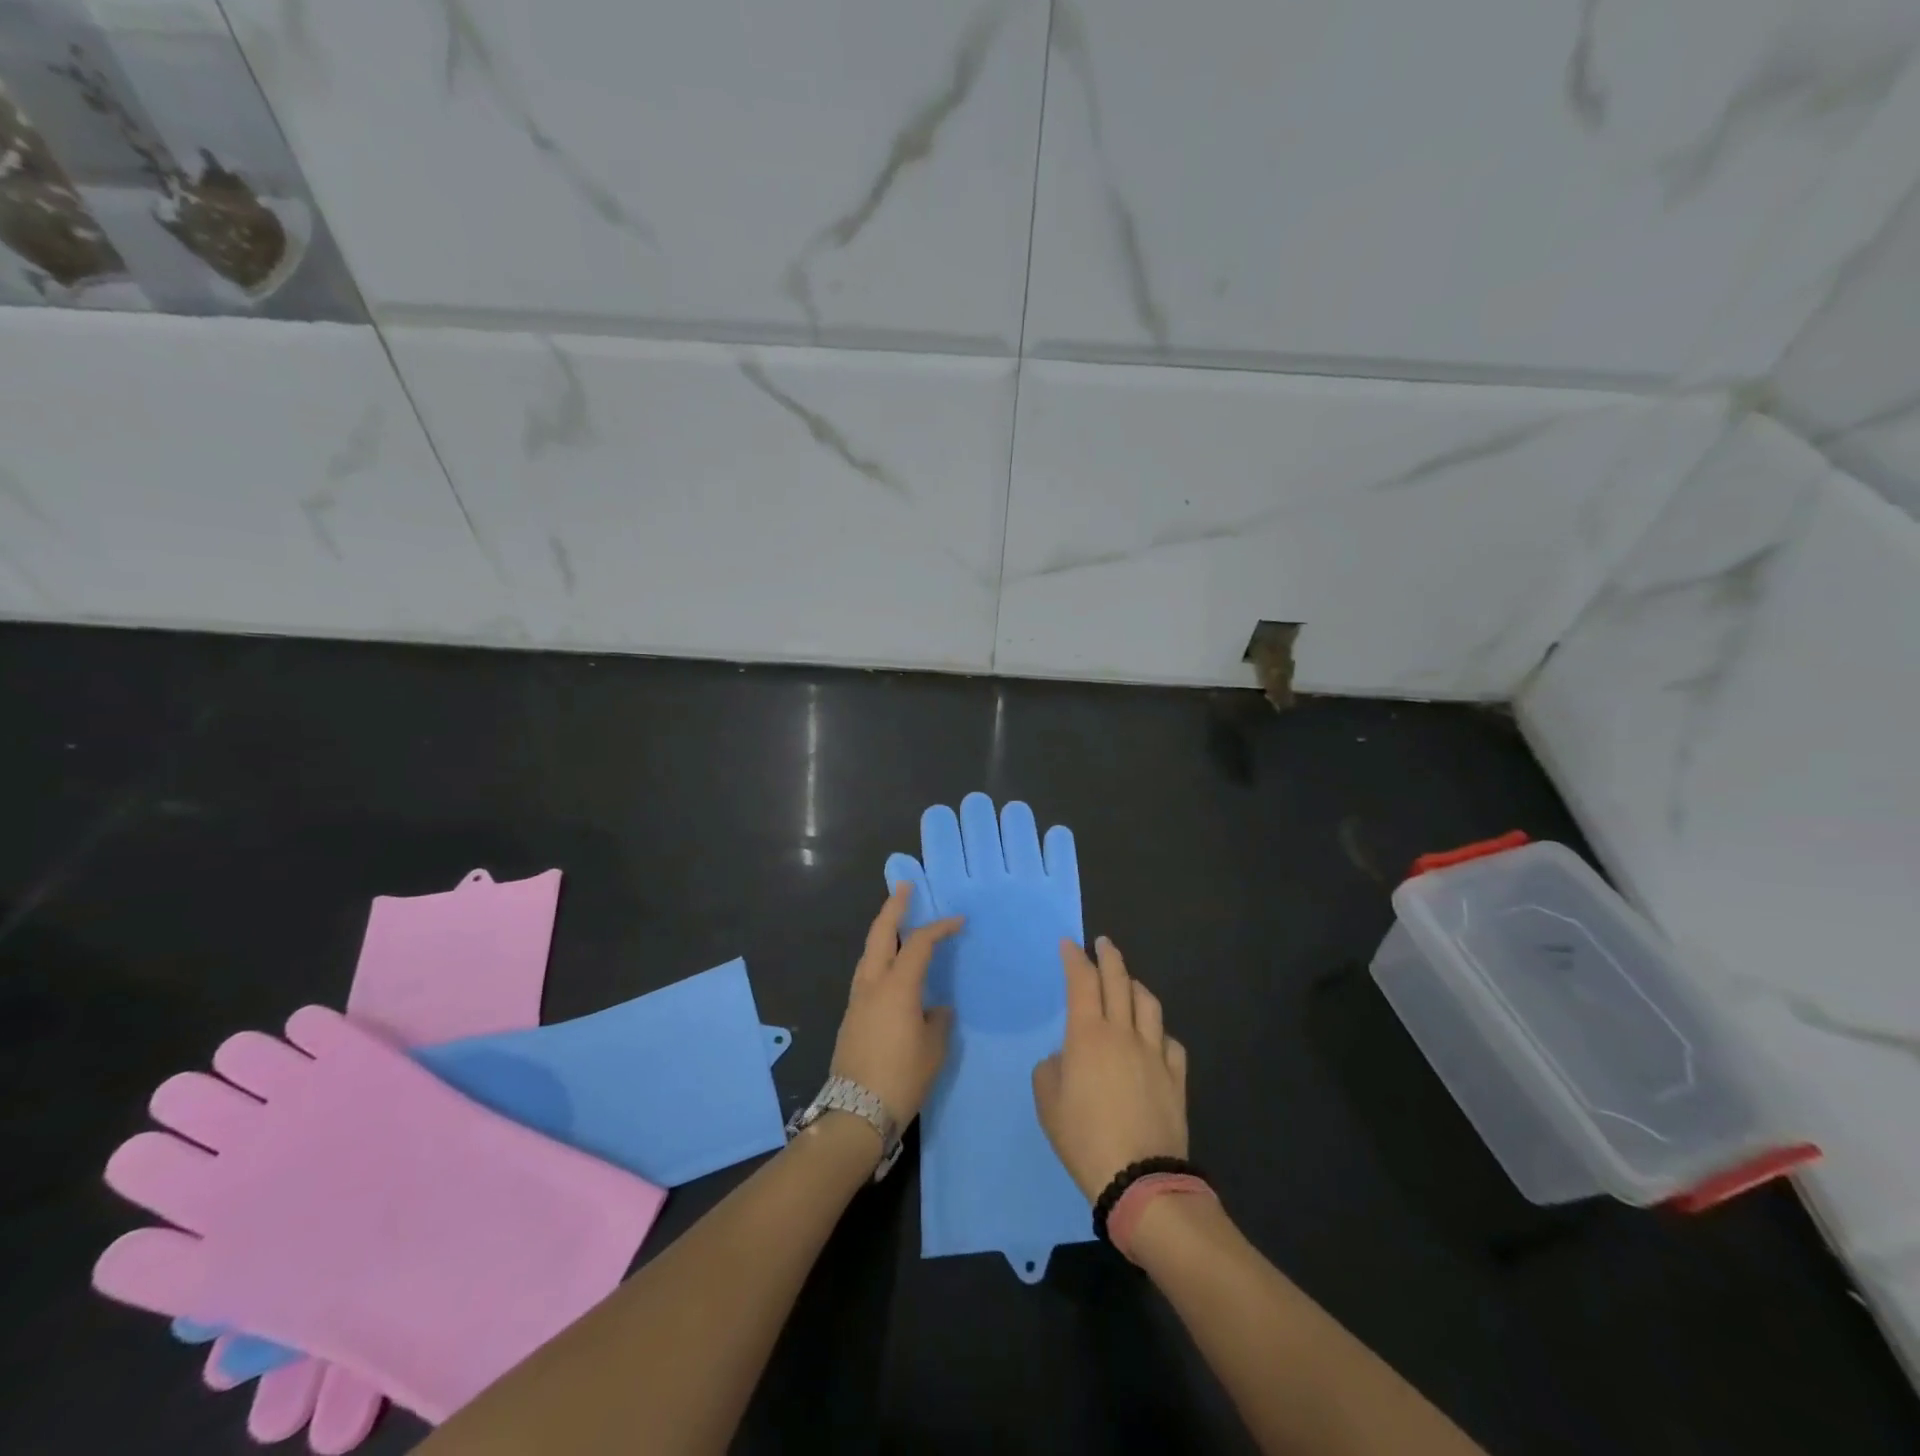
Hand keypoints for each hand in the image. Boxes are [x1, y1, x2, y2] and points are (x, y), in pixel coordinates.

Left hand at [830, 884, 962, 1125]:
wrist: (855, 1113)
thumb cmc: (901, 1078)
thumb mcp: (933, 1050)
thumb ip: (938, 1020)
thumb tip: (936, 1009)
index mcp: (897, 986)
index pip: (919, 943)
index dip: (939, 927)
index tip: (958, 921)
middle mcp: (872, 984)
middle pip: (880, 934)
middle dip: (893, 907)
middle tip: (904, 888)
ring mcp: (857, 999)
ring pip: (868, 952)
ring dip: (882, 932)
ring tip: (897, 923)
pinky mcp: (850, 1016)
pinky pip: (866, 973)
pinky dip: (879, 958)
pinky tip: (890, 968)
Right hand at [1032, 936, 1188, 1201]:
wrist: (1139, 1178)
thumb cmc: (1084, 1138)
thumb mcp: (1048, 1104)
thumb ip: (1051, 1070)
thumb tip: (1065, 1059)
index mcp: (1088, 1035)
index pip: (1081, 981)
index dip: (1075, 958)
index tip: (1069, 944)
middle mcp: (1123, 1033)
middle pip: (1118, 981)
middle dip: (1109, 957)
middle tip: (1103, 943)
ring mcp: (1154, 1053)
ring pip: (1148, 1004)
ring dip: (1136, 986)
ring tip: (1129, 982)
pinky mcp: (1175, 1076)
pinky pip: (1170, 1041)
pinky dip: (1158, 1031)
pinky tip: (1154, 1036)